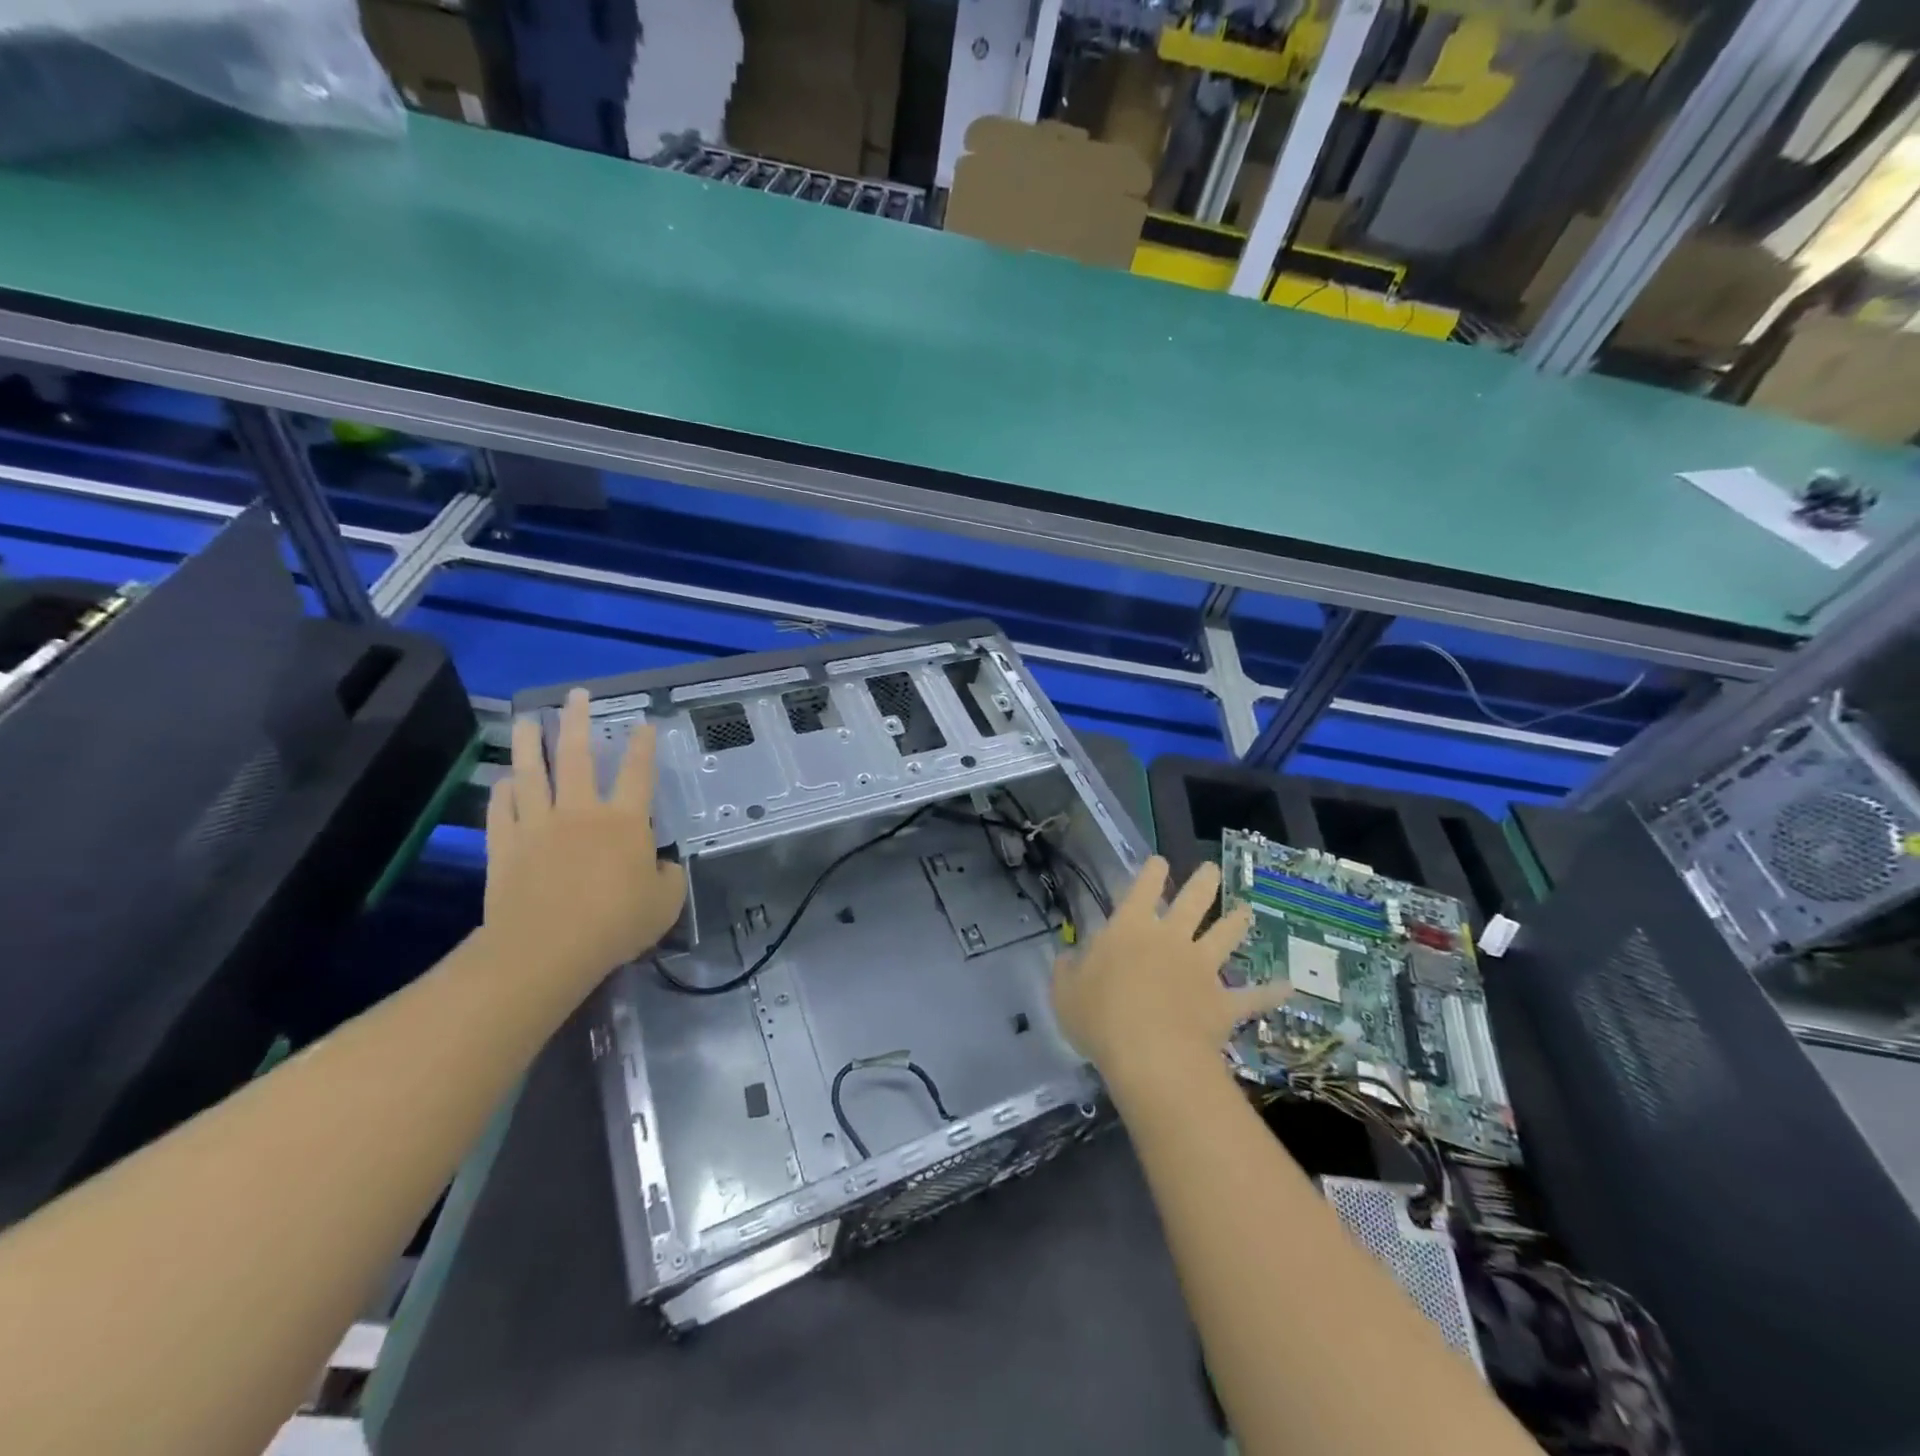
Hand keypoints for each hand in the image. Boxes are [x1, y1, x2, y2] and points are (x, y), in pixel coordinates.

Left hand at [483, 688, 686, 987]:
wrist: (547, 948)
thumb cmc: (616, 923)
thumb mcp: (665, 903)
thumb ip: (668, 878)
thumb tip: (661, 866)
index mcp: (625, 821)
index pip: (637, 773)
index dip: (642, 746)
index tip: (642, 723)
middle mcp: (581, 812)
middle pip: (577, 756)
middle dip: (577, 722)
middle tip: (576, 696)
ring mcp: (538, 825)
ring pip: (531, 773)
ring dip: (528, 743)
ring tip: (526, 720)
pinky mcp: (505, 846)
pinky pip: (502, 810)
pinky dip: (503, 792)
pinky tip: (504, 782)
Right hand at [1051, 857, 1285, 1082]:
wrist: (1151, 1054)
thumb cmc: (1100, 1016)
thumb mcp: (1065, 992)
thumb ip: (1067, 970)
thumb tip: (1067, 957)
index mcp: (1130, 928)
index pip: (1143, 888)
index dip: (1152, 871)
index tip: (1160, 861)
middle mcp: (1171, 938)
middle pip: (1193, 901)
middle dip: (1203, 882)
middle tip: (1211, 870)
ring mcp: (1203, 968)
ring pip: (1225, 936)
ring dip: (1237, 922)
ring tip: (1246, 911)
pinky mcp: (1224, 1002)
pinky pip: (1253, 995)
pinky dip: (1270, 991)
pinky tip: (1288, 986)